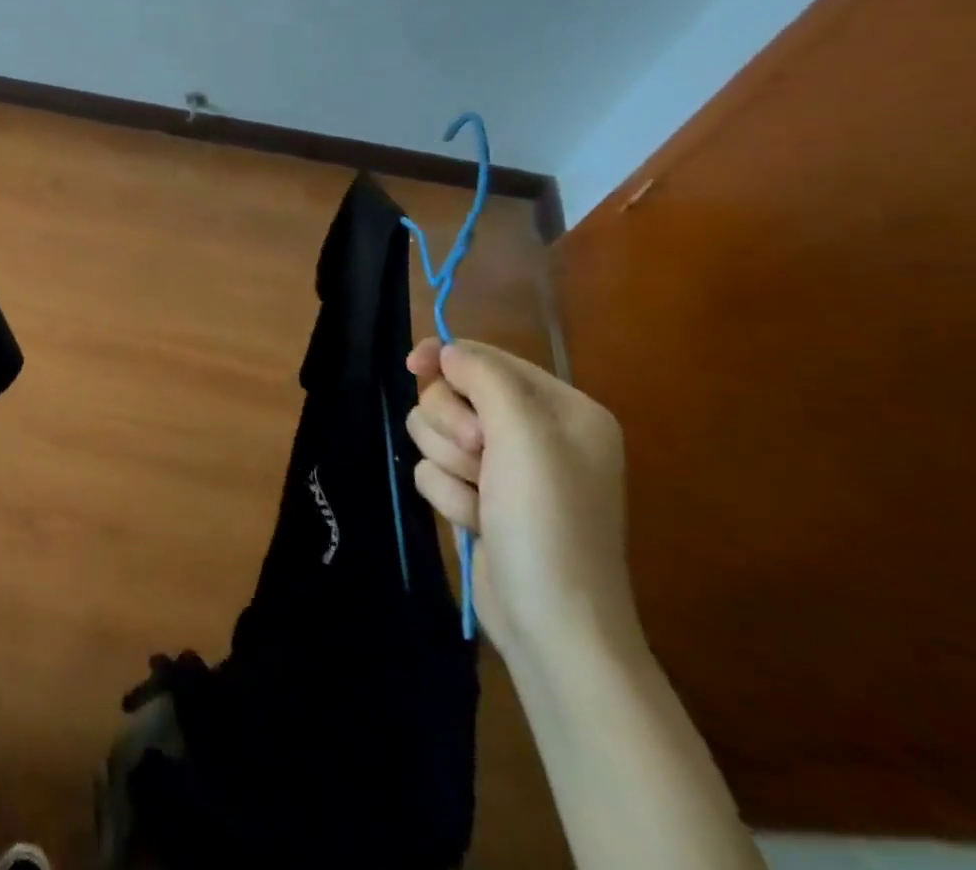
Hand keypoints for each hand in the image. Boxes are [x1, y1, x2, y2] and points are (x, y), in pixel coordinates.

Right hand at [405, 338, 635, 664]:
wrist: (553, 624)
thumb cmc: (548, 521)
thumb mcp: (523, 435)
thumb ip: (484, 377)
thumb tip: (446, 351)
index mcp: (563, 410)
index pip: (487, 359)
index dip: (447, 359)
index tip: (412, 366)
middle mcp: (536, 433)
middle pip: (452, 394)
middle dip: (451, 425)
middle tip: (477, 456)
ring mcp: (505, 468)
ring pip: (436, 432)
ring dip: (447, 464)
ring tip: (478, 498)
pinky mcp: (479, 496)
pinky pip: (434, 470)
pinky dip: (448, 494)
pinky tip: (475, 522)